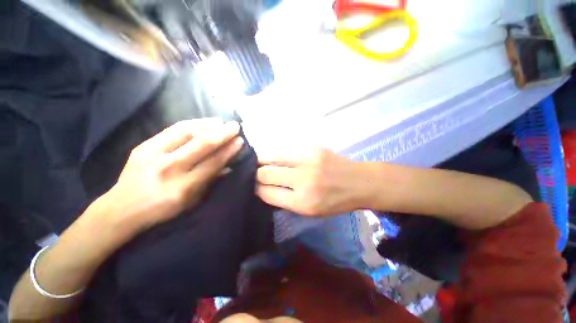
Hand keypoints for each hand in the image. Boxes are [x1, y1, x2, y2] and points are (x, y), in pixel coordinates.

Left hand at [100, 119, 243, 232]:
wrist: (122, 208)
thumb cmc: (163, 209)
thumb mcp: (192, 201)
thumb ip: (211, 181)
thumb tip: (229, 165)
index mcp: (183, 187)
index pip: (213, 163)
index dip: (228, 150)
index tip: (240, 141)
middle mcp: (169, 169)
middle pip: (201, 145)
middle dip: (222, 134)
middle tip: (235, 126)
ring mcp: (153, 154)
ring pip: (186, 133)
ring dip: (208, 125)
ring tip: (222, 122)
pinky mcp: (144, 146)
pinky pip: (173, 129)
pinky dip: (192, 123)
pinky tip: (204, 122)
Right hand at [256, 148, 367, 215]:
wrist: (359, 182)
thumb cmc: (335, 201)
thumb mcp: (311, 211)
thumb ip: (286, 200)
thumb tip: (265, 188)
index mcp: (302, 202)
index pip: (267, 193)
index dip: (256, 189)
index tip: (254, 187)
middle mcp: (303, 181)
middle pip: (265, 173)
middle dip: (256, 175)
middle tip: (256, 174)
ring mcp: (308, 161)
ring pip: (272, 157)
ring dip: (262, 160)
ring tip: (260, 162)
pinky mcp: (312, 148)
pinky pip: (286, 150)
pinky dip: (277, 154)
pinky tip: (277, 157)